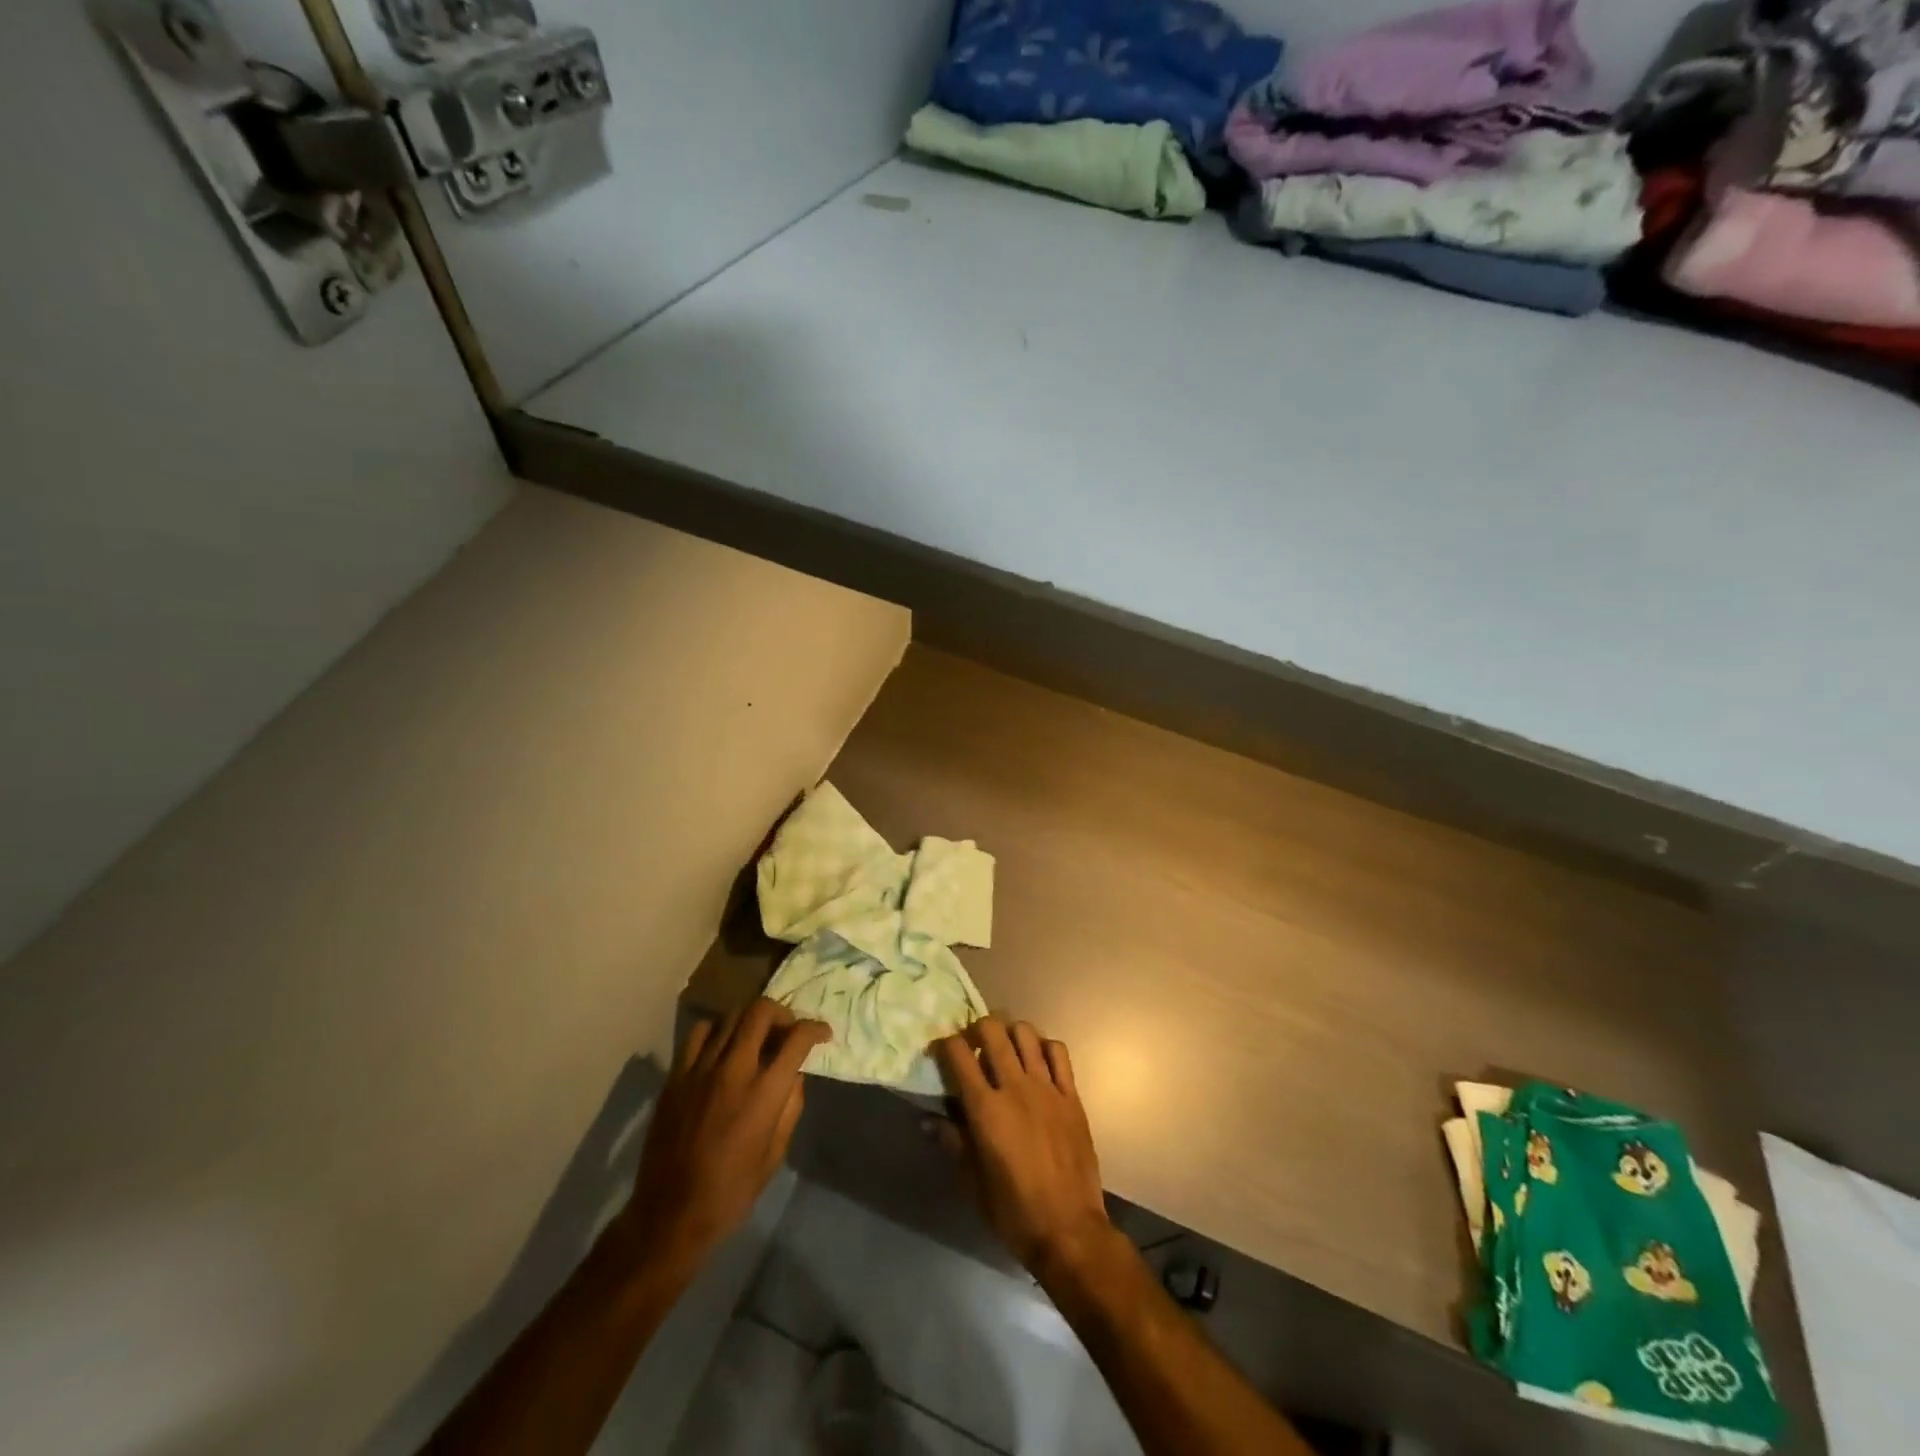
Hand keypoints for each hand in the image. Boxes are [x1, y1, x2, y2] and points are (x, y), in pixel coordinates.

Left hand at [622, 999, 829, 1273]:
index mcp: (763, 1094)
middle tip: (788, 1031)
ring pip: (731, 1015)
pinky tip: (722, 1048)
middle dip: (783, 1014)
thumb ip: (790, 1107)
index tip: (822, 1034)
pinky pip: (699, 1033)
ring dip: (752, 1020)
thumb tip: (794, 1075)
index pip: (796, 1039)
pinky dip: (717, 1030)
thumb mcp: (775, 1155)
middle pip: (761, 1011)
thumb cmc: (730, 1192)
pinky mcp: (676, 1076)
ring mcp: (700, 1069)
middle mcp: (733, 1070)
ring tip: (757, 1037)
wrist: (669, 1215)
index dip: (815, 1029)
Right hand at [934, 1016, 1115, 1285]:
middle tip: (972, 1044)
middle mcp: (1015, 1088)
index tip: (939, 1050)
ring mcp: (1047, 1088)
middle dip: (976, 1028)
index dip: (944, 1044)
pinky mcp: (1071, 1096)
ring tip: (1004, 1047)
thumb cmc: (1013, 1212)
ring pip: (1026, 1034)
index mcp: (986, 1110)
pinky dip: (1044, 1046)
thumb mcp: (973, 1183)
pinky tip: (1037, 1059)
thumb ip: (952, 1142)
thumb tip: (927, 1119)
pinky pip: (1059, 1053)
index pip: (959, 1055)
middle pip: (992, 1031)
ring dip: (1009, 1032)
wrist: (1069, 1230)